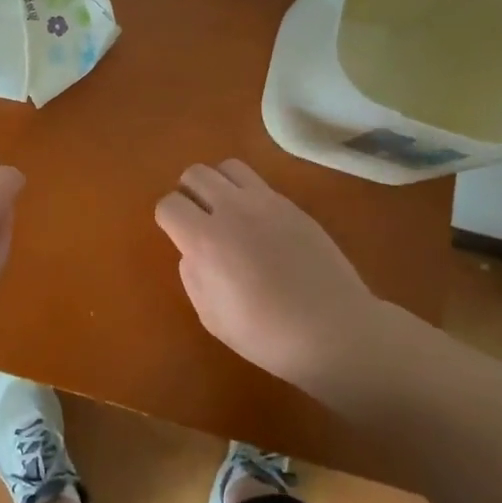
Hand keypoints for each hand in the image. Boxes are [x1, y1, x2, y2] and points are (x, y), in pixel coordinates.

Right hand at [155, 158, 398, 394]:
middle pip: (194, 174)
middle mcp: (232, 209)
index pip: (169, 204)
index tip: (176, 235)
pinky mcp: (292, 206)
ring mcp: (266, 203)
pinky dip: (247, 194)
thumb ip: (193, 275)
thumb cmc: (267, 335)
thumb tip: (192, 252)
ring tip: (225, 211)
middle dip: (188, 193)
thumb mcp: (212, 316)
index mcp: (205, 239)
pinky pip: (258, 183)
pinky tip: (258, 224)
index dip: (167, 218)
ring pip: (227, 167)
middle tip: (197, 219)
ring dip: (218, 184)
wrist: (334, 331)